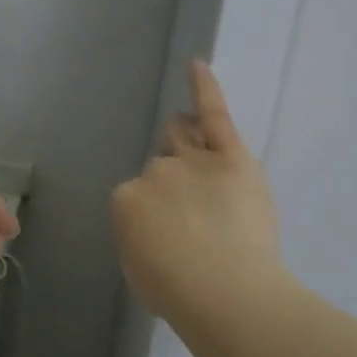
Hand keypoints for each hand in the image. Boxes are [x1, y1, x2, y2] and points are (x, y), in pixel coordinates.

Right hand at [112, 60, 283, 323]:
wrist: (225, 293)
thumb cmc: (178, 293)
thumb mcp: (139, 267)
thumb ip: (141, 235)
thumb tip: (155, 225)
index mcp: (127, 199)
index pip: (139, 194)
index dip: (157, 213)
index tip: (174, 236)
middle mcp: (154, 171)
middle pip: (161, 165)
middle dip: (173, 183)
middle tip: (193, 211)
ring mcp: (191, 159)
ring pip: (182, 137)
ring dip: (185, 143)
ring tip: (200, 158)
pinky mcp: (230, 154)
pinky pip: (213, 112)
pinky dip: (203, 87)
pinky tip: (197, 63)